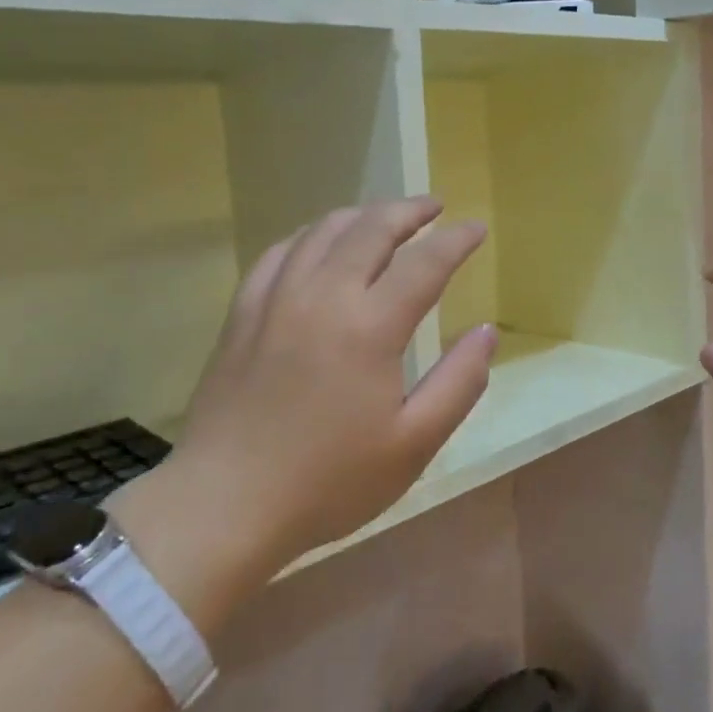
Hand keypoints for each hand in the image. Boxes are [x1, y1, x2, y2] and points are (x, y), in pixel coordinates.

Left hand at [111, 197, 493, 626]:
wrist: (226, 503)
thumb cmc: (330, 481)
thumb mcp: (413, 444)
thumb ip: (459, 383)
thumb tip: (486, 332)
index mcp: (370, 326)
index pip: (425, 262)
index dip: (457, 240)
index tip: (477, 227)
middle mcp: (323, 295)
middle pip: (372, 228)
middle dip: (410, 210)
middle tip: (435, 207)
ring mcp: (276, 299)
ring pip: (324, 230)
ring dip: (362, 215)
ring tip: (385, 219)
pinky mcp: (243, 313)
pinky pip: (281, 252)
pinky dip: (312, 236)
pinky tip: (320, 244)